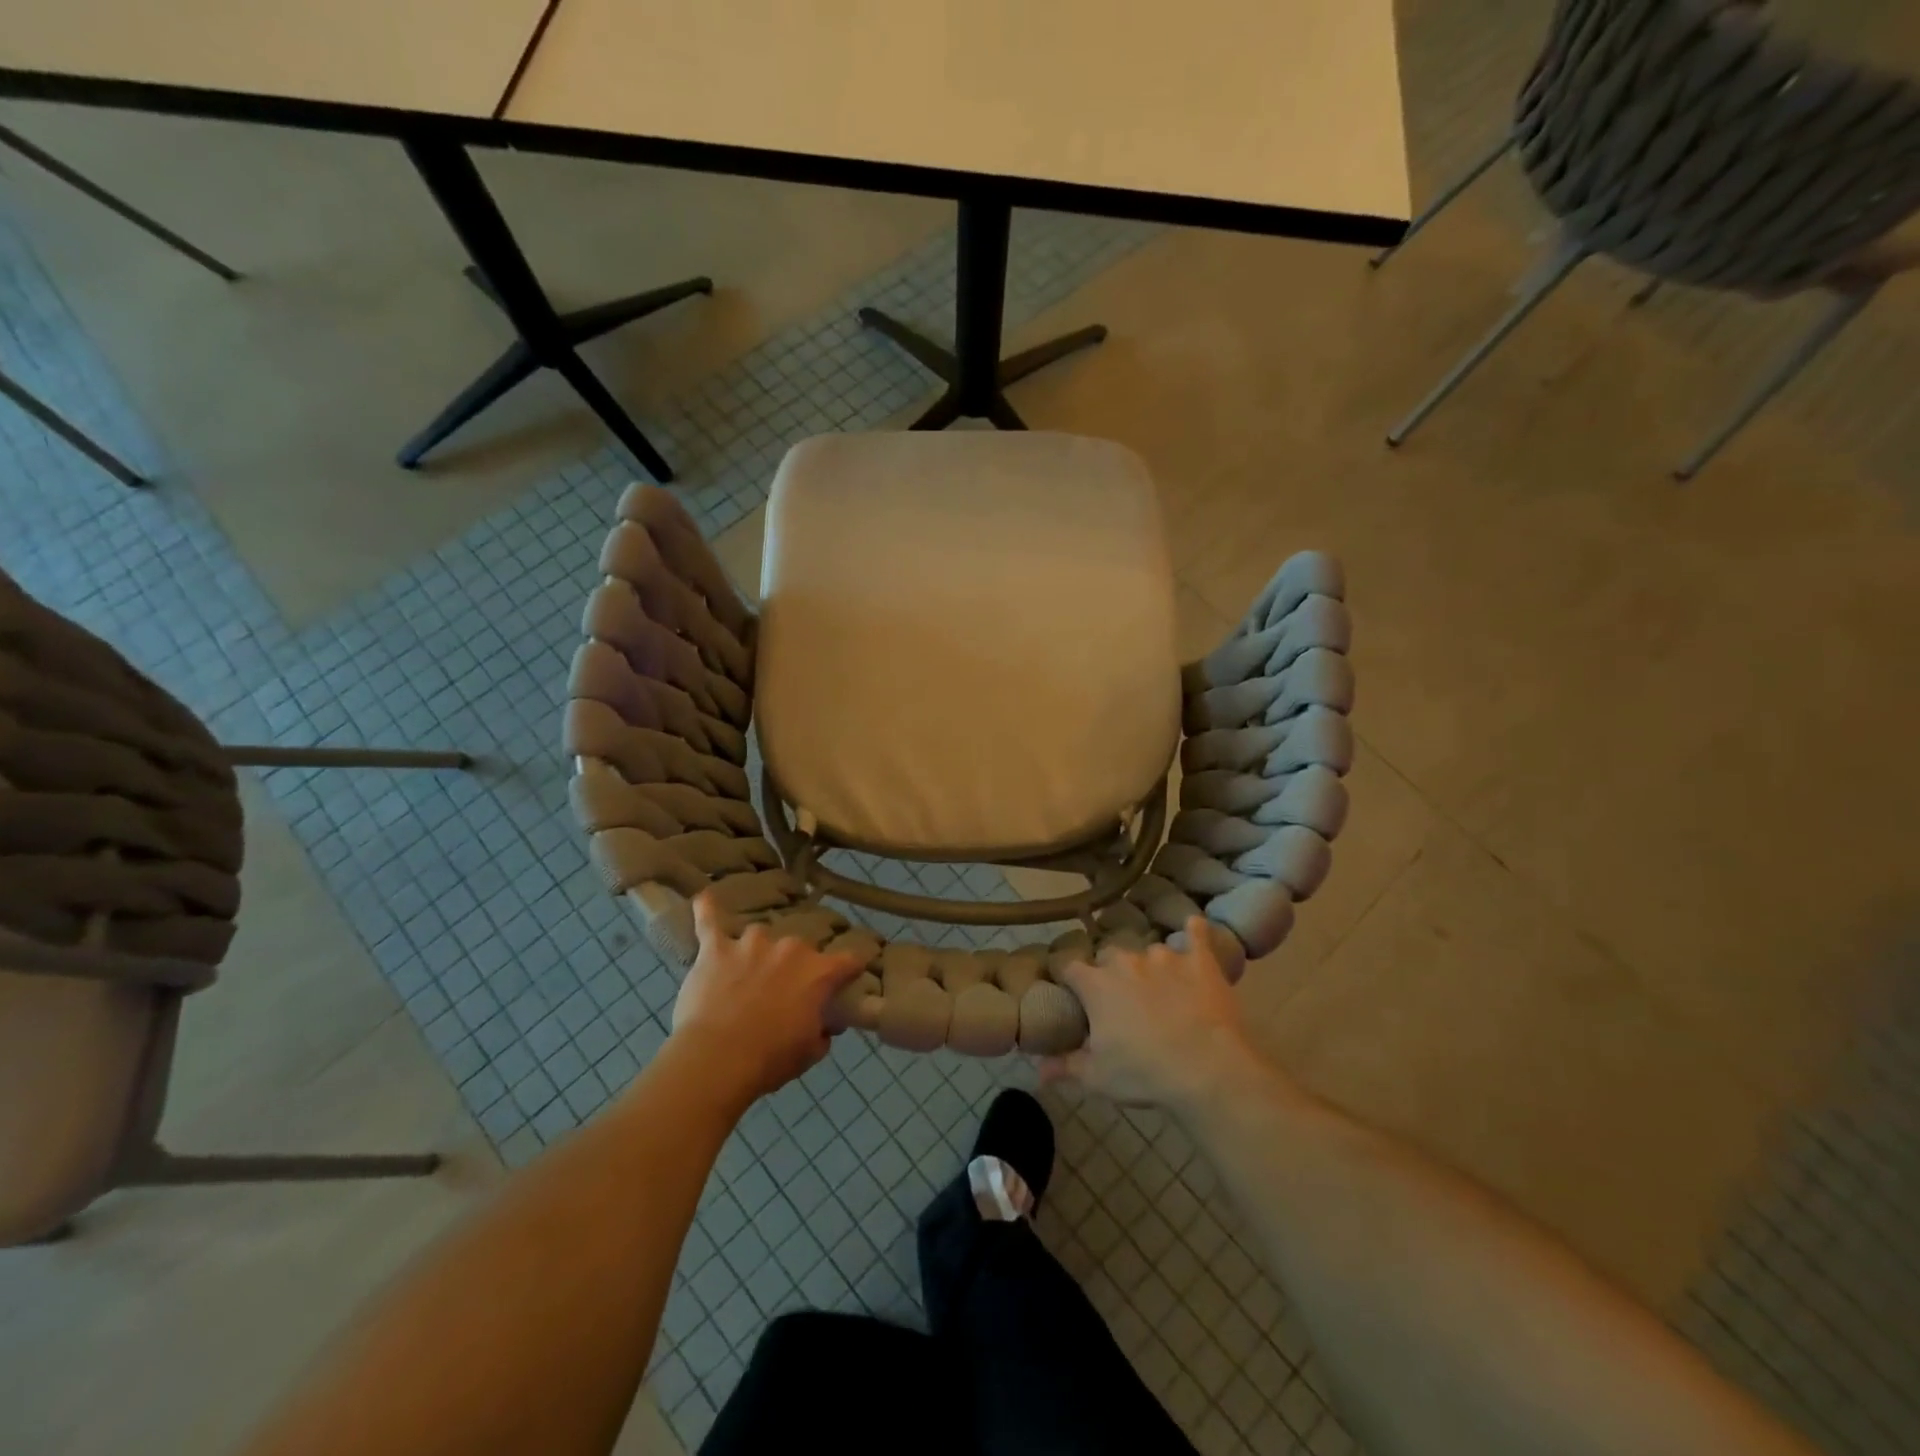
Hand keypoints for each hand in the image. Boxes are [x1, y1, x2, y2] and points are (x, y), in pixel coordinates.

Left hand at [670, 894, 864, 1104]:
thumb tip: (825, 1025)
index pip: (849, 960)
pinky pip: (710, 922)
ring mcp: (751, 944)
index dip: (851, 967)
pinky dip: (706, 910)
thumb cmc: (770, 1059)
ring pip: (760, 937)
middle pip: (799, 949)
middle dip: (794, 967)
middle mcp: (790, 948)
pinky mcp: (717, 948)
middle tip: (782, 992)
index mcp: (819, 972)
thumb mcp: (810, 1053)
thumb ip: (822, 1032)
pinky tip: (704, 899)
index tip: (851, 972)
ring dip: (757, 952)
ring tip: (746, 972)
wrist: (718, 1059)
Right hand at [1041, 917, 1266, 1112]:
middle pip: (1109, 956)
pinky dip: (1193, 932)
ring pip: (1149, 951)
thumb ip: (1065, 1066)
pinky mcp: (1199, 960)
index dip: (1068, 978)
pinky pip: (1195, 934)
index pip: (1069, 967)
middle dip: (1111, 972)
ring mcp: (1164, 956)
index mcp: (1096, 984)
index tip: (1070, 990)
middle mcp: (1126, 961)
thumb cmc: (1145, 1074)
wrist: (1208, 1070)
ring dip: (1150, 965)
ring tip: (1160, 987)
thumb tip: (1036, 1069)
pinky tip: (1193, 927)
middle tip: (1120, 998)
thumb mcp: (1098, 1078)